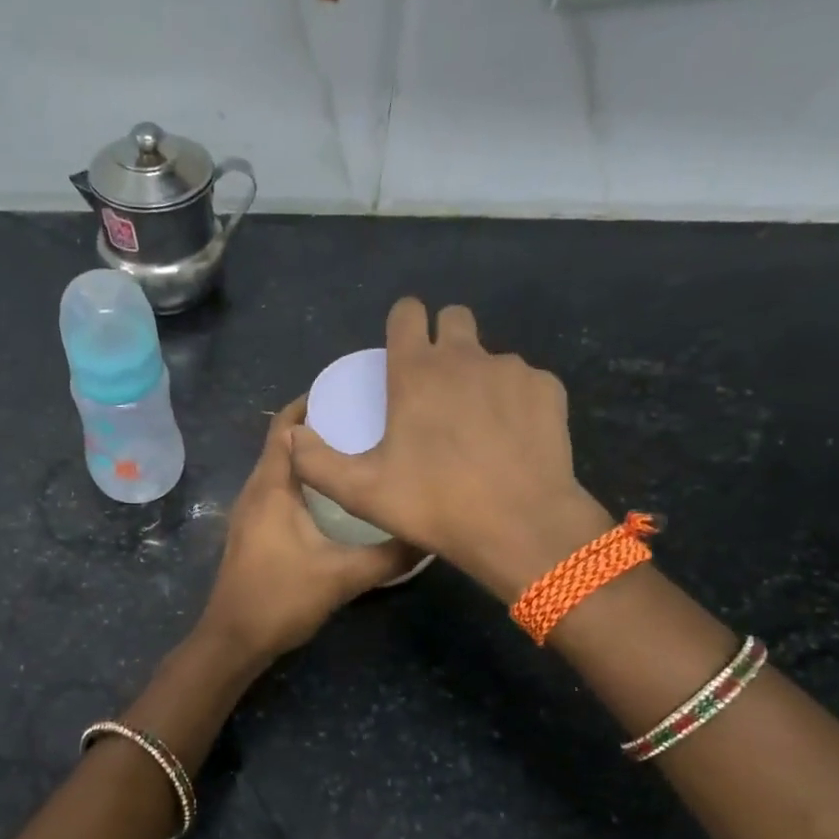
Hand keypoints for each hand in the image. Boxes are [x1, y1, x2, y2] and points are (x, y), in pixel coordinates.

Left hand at [199, 399, 417, 661]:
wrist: (234, 639)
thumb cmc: (281, 598)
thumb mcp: (343, 576)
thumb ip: (389, 555)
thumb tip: (430, 534)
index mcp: (272, 486)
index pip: (286, 426)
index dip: (313, 404)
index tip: (353, 396)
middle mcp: (256, 490)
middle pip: (283, 442)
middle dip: (319, 426)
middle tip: (365, 421)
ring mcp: (250, 511)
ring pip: (281, 468)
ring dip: (312, 456)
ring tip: (356, 452)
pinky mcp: (253, 531)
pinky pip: (279, 490)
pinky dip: (304, 481)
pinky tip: (335, 497)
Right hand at [289, 298, 611, 601]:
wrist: (520, 525)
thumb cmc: (434, 504)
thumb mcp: (361, 492)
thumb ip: (316, 462)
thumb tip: (291, 436)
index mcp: (417, 372)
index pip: (407, 313)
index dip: (401, 324)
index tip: (400, 351)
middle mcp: (465, 357)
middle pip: (454, 318)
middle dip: (443, 338)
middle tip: (437, 386)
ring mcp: (512, 370)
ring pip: (490, 356)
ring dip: (478, 377)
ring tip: (476, 427)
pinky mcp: (547, 390)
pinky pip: (525, 383)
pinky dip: (515, 402)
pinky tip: (511, 440)